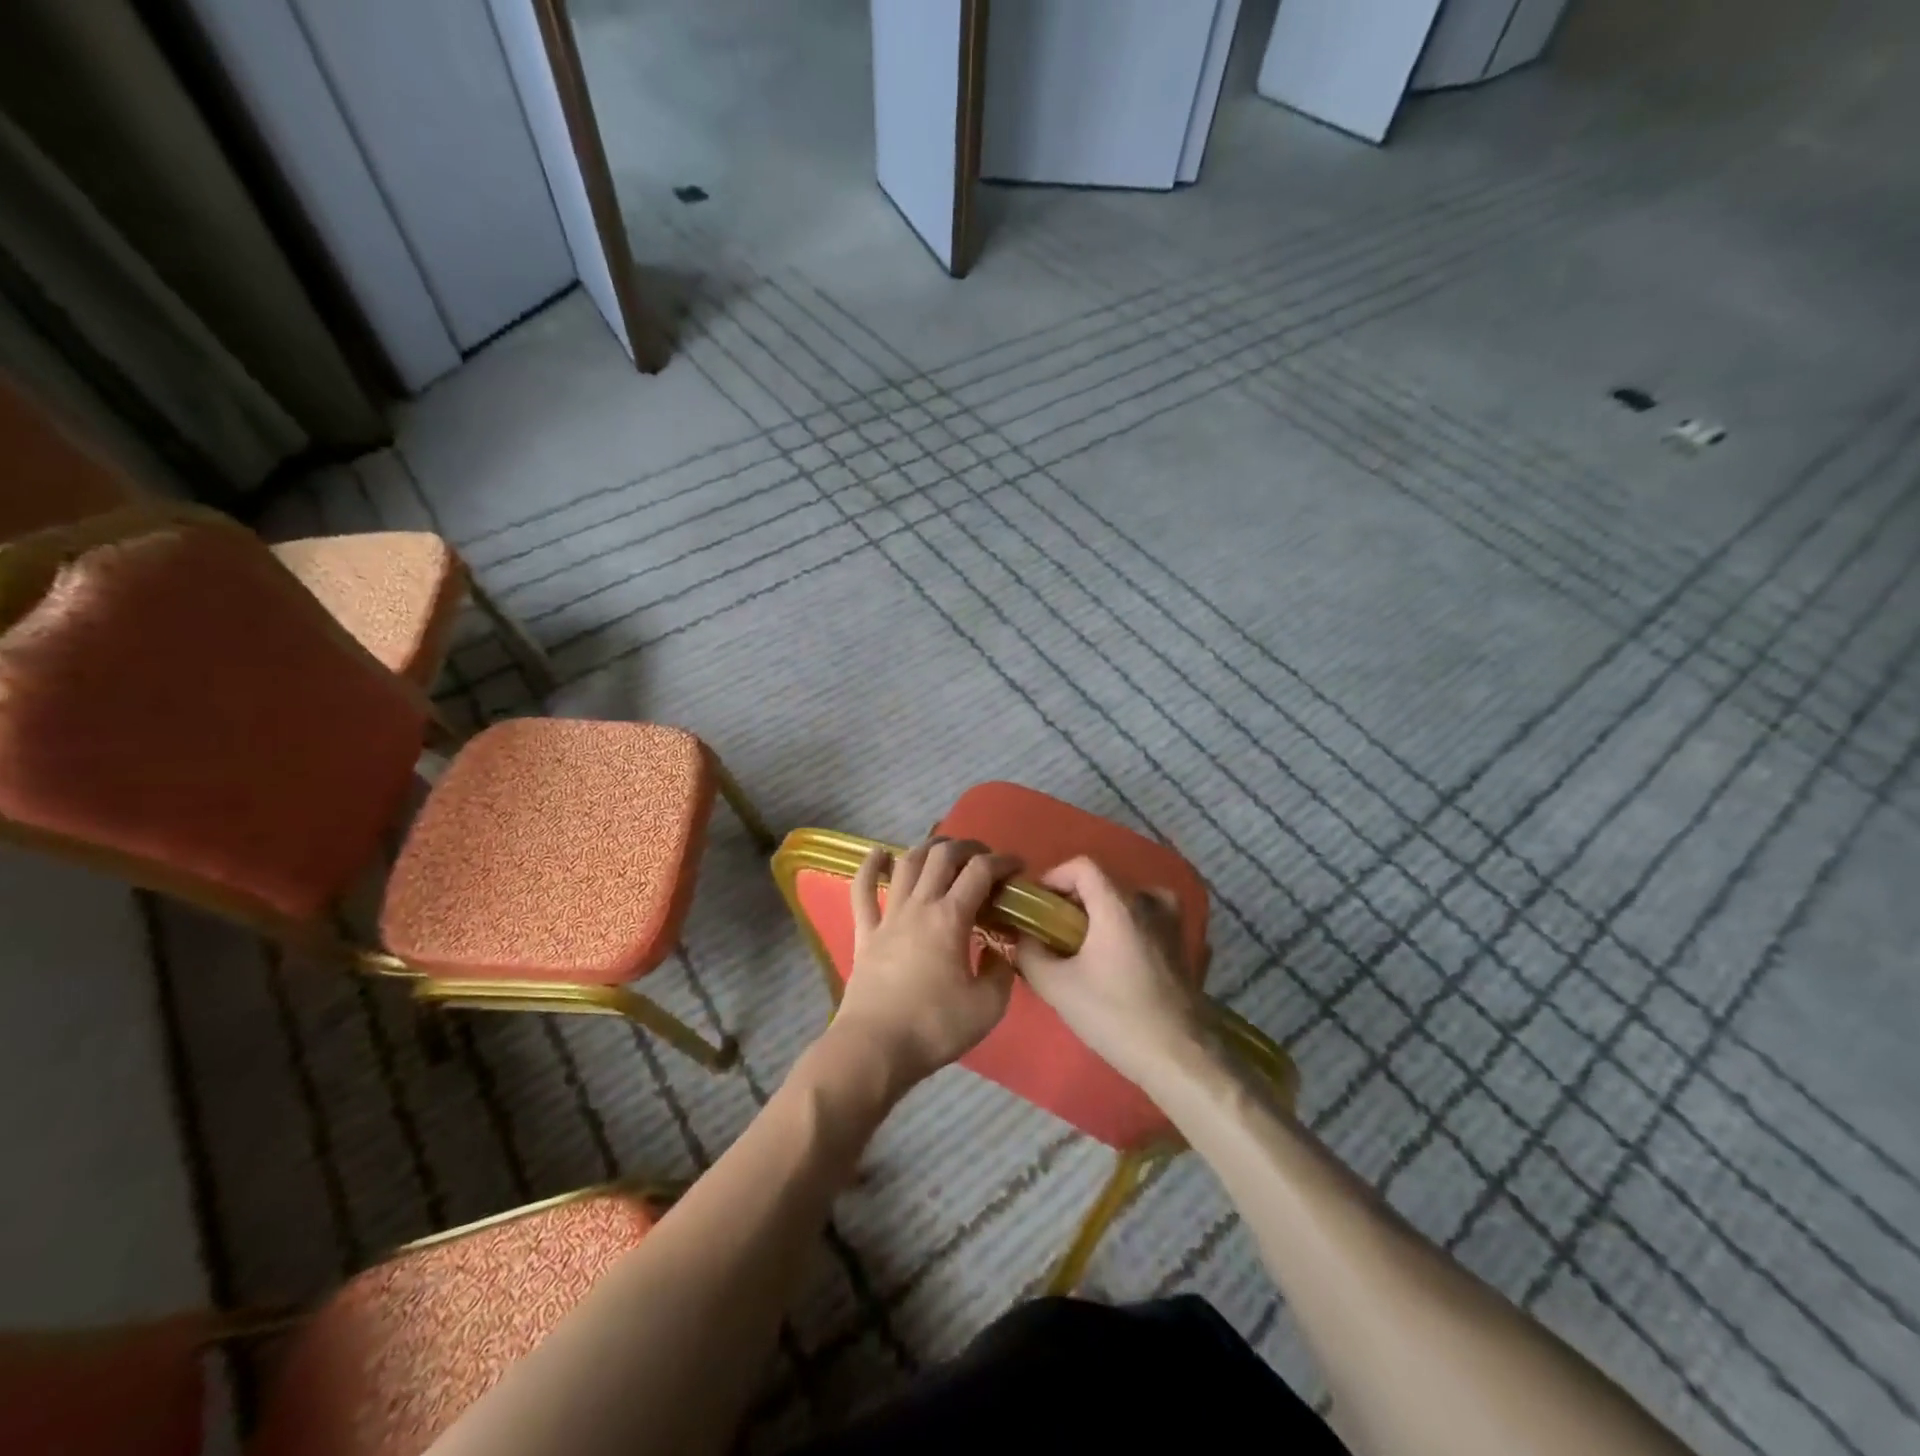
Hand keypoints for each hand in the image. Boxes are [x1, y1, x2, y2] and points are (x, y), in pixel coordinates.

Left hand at [824, 837, 1021, 1096]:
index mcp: (950, 918)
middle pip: (942, 856)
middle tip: (984, 857)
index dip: (1002, 861)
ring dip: (928, 848)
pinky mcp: (864, 933)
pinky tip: (879, 853)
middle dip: (968, 847)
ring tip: (944, 849)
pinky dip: (870, 866)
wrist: (874, 1048)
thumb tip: (1000, 950)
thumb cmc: (934, 1027)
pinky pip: (862, 890)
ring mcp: (888, 916)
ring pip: (907, 864)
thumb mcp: (988, 1007)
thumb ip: (1001, 972)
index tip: (1018, 867)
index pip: (980, 872)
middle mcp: (919, 906)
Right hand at [1014, 856, 1209, 1089]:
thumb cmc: (1115, 1015)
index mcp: (1118, 904)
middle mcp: (1149, 903)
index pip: (1082, 866)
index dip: (1054, 878)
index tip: (1039, 907)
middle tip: (1054, 933)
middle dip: (1074, 902)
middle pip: (1104, 883)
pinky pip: (1148, 922)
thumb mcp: (1057, 987)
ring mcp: (1172, 925)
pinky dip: (1128, 930)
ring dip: (1102, 915)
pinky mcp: (1183, 948)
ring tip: (1086, 947)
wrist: (1179, 1057)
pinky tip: (1117, 962)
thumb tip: (1022, 937)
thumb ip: (1029, 953)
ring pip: (1129, 902)